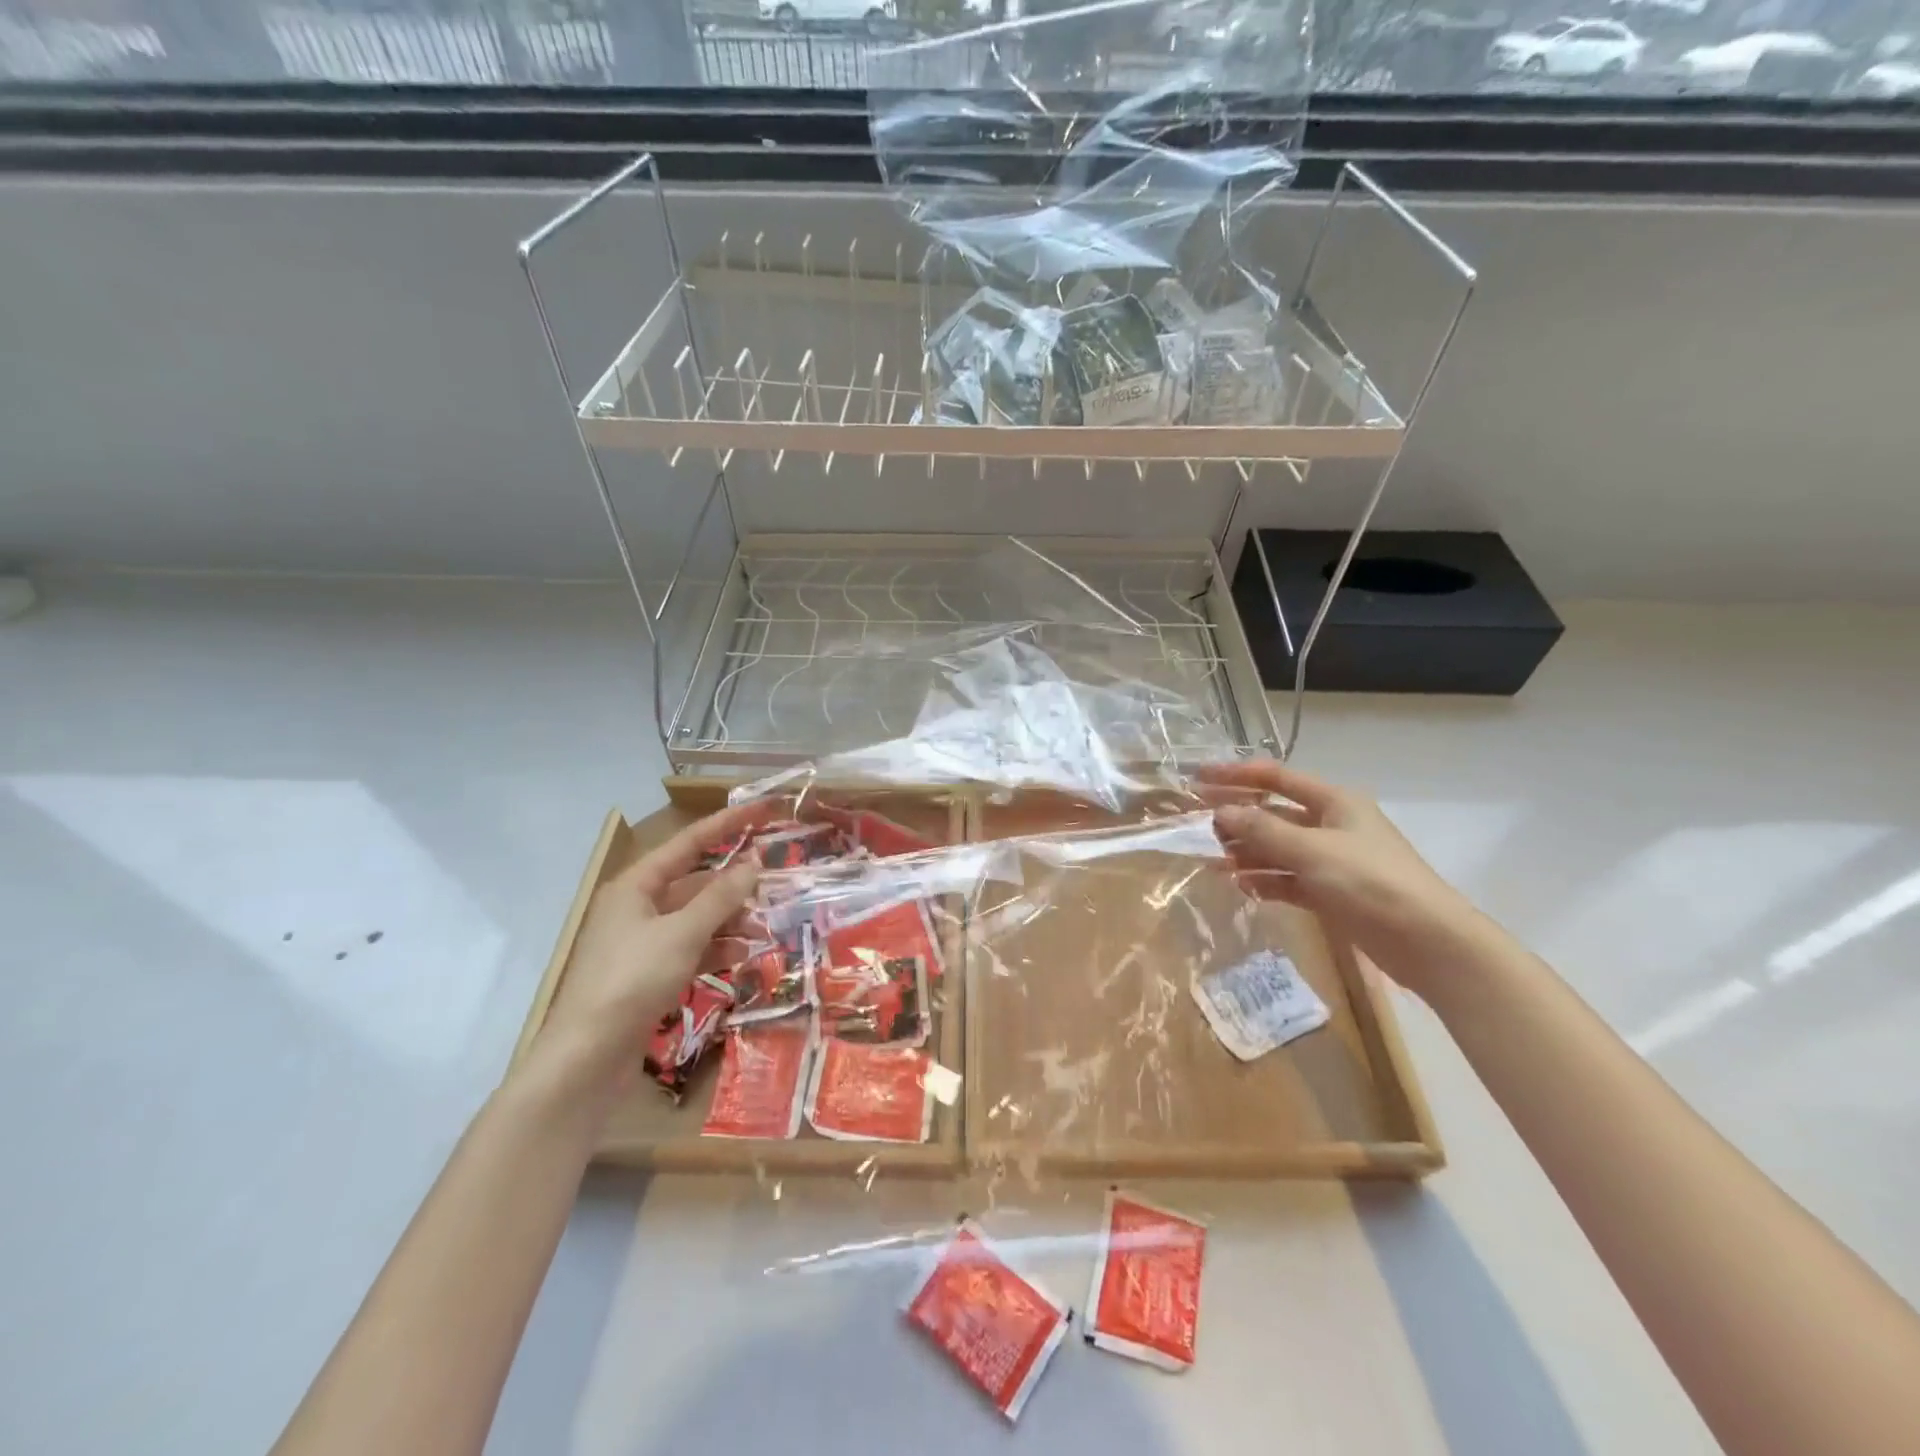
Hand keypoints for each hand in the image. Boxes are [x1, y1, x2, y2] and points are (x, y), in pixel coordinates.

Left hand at [531, 801, 773, 1097]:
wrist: (586, 1059)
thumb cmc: (632, 980)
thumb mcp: (682, 934)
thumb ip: (721, 898)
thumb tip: (753, 865)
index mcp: (636, 885)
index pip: (689, 842)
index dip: (728, 823)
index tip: (764, 809)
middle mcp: (637, 907)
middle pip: (694, 882)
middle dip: (734, 884)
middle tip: (774, 881)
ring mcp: (642, 943)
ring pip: (696, 918)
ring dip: (730, 920)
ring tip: (766, 926)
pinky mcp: (648, 975)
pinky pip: (690, 949)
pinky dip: (716, 949)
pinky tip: (743, 957)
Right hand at [1199, 759, 1492, 1002]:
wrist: (1428, 942)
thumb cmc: (1370, 882)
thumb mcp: (1312, 851)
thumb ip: (1263, 830)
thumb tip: (1221, 812)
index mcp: (1335, 801)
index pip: (1276, 778)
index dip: (1236, 775)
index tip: (1198, 778)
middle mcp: (1333, 825)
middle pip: (1275, 813)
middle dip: (1238, 817)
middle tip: (1198, 825)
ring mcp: (1333, 860)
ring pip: (1279, 849)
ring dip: (1248, 852)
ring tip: (1214, 861)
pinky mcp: (1333, 893)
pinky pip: (1290, 879)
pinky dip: (1267, 881)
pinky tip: (1243, 887)